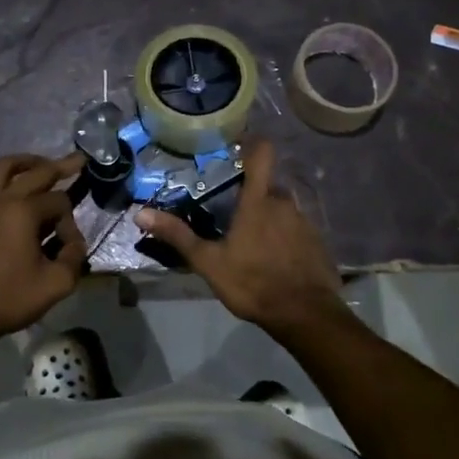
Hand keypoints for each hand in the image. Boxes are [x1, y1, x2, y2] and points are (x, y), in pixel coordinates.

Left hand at [0, 152, 86, 349]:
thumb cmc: (10, 297)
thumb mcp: (57, 284)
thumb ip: (74, 257)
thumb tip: (74, 244)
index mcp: (23, 211)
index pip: (60, 202)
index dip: (71, 223)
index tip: (69, 247)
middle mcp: (1, 199)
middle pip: (35, 171)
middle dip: (60, 166)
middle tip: (77, 160)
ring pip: (2, 167)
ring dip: (24, 163)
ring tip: (38, 166)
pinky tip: (4, 194)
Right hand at [134, 139, 343, 332]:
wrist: (305, 315)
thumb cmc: (252, 283)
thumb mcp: (208, 262)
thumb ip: (177, 235)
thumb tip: (140, 213)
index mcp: (258, 201)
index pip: (262, 153)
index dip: (252, 143)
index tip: (235, 147)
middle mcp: (285, 203)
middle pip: (267, 186)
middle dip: (251, 195)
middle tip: (231, 212)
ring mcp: (305, 222)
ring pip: (282, 208)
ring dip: (268, 218)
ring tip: (252, 241)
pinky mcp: (318, 242)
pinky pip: (297, 229)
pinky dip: (285, 237)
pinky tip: (274, 259)